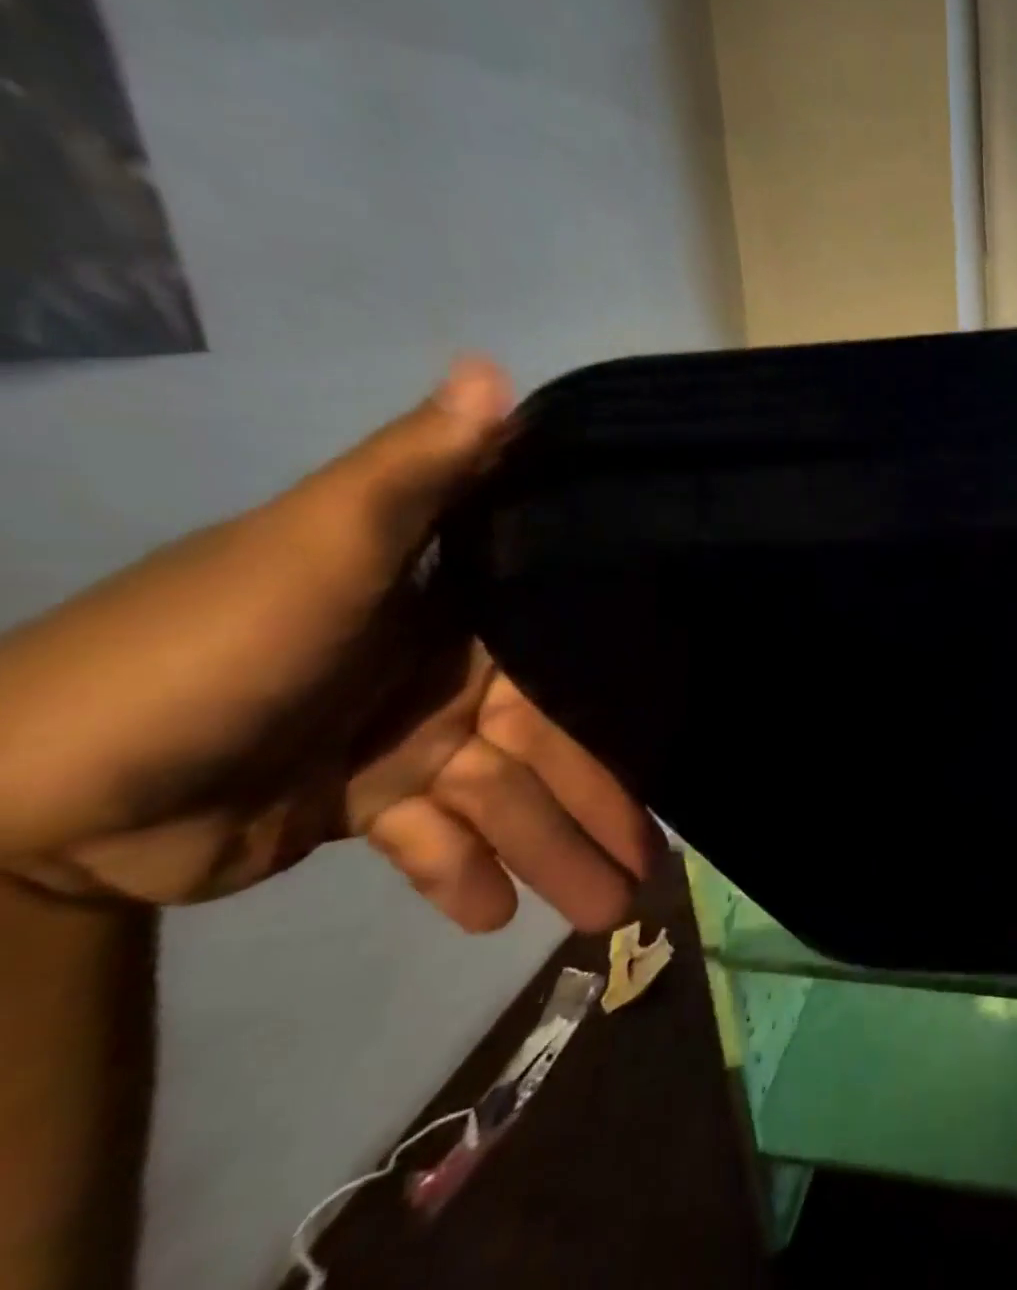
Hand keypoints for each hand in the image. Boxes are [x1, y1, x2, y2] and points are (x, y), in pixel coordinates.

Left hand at [0, 360, 656, 931]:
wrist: (27, 786)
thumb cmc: (210, 648)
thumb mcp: (322, 544)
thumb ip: (417, 470)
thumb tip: (496, 369)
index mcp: (457, 609)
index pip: (567, 659)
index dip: (622, 704)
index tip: (677, 750)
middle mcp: (448, 671)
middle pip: (546, 747)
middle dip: (596, 810)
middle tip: (647, 880)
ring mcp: (407, 741)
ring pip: (502, 803)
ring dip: (549, 858)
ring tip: (602, 918)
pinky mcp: (363, 804)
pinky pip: (432, 842)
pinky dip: (461, 876)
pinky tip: (491, 920)